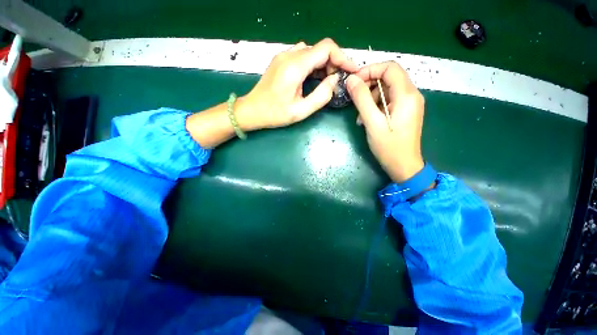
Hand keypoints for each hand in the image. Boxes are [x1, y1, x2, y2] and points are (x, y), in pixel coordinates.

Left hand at [235, 38, 357, 130]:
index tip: (350, 71)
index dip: (342, 57)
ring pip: (312, 52)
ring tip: (327, 81)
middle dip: (334, 63)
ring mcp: (283, 56)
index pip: (326, 48)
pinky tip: (314, 78)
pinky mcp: (281, 60)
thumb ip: (321, 95)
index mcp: (295, 66)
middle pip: (319, 49)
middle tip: (338, 81)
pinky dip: (313, 65)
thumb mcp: (301, 111)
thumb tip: (334, 79)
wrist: (252, 110)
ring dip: (323, 64)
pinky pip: (302, 56)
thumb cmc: (275, 114)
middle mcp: (289, 55)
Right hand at [346, 61, 424, 182]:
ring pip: (387, 89)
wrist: (404, 166)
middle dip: (368, 85)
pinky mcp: (405, 111)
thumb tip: (351, 80)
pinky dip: (376, 106)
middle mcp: (412, 94)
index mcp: (407, 95)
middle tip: (354, 99)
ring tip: (360, 117)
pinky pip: (389, 100)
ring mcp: (409, 103)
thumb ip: (362, 99)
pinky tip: (367, 120)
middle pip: (388, 77)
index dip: (370, 70)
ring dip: (370, 98)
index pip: (389, 67)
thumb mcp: (372, 123)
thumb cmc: (388, 147)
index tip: (353, 82)